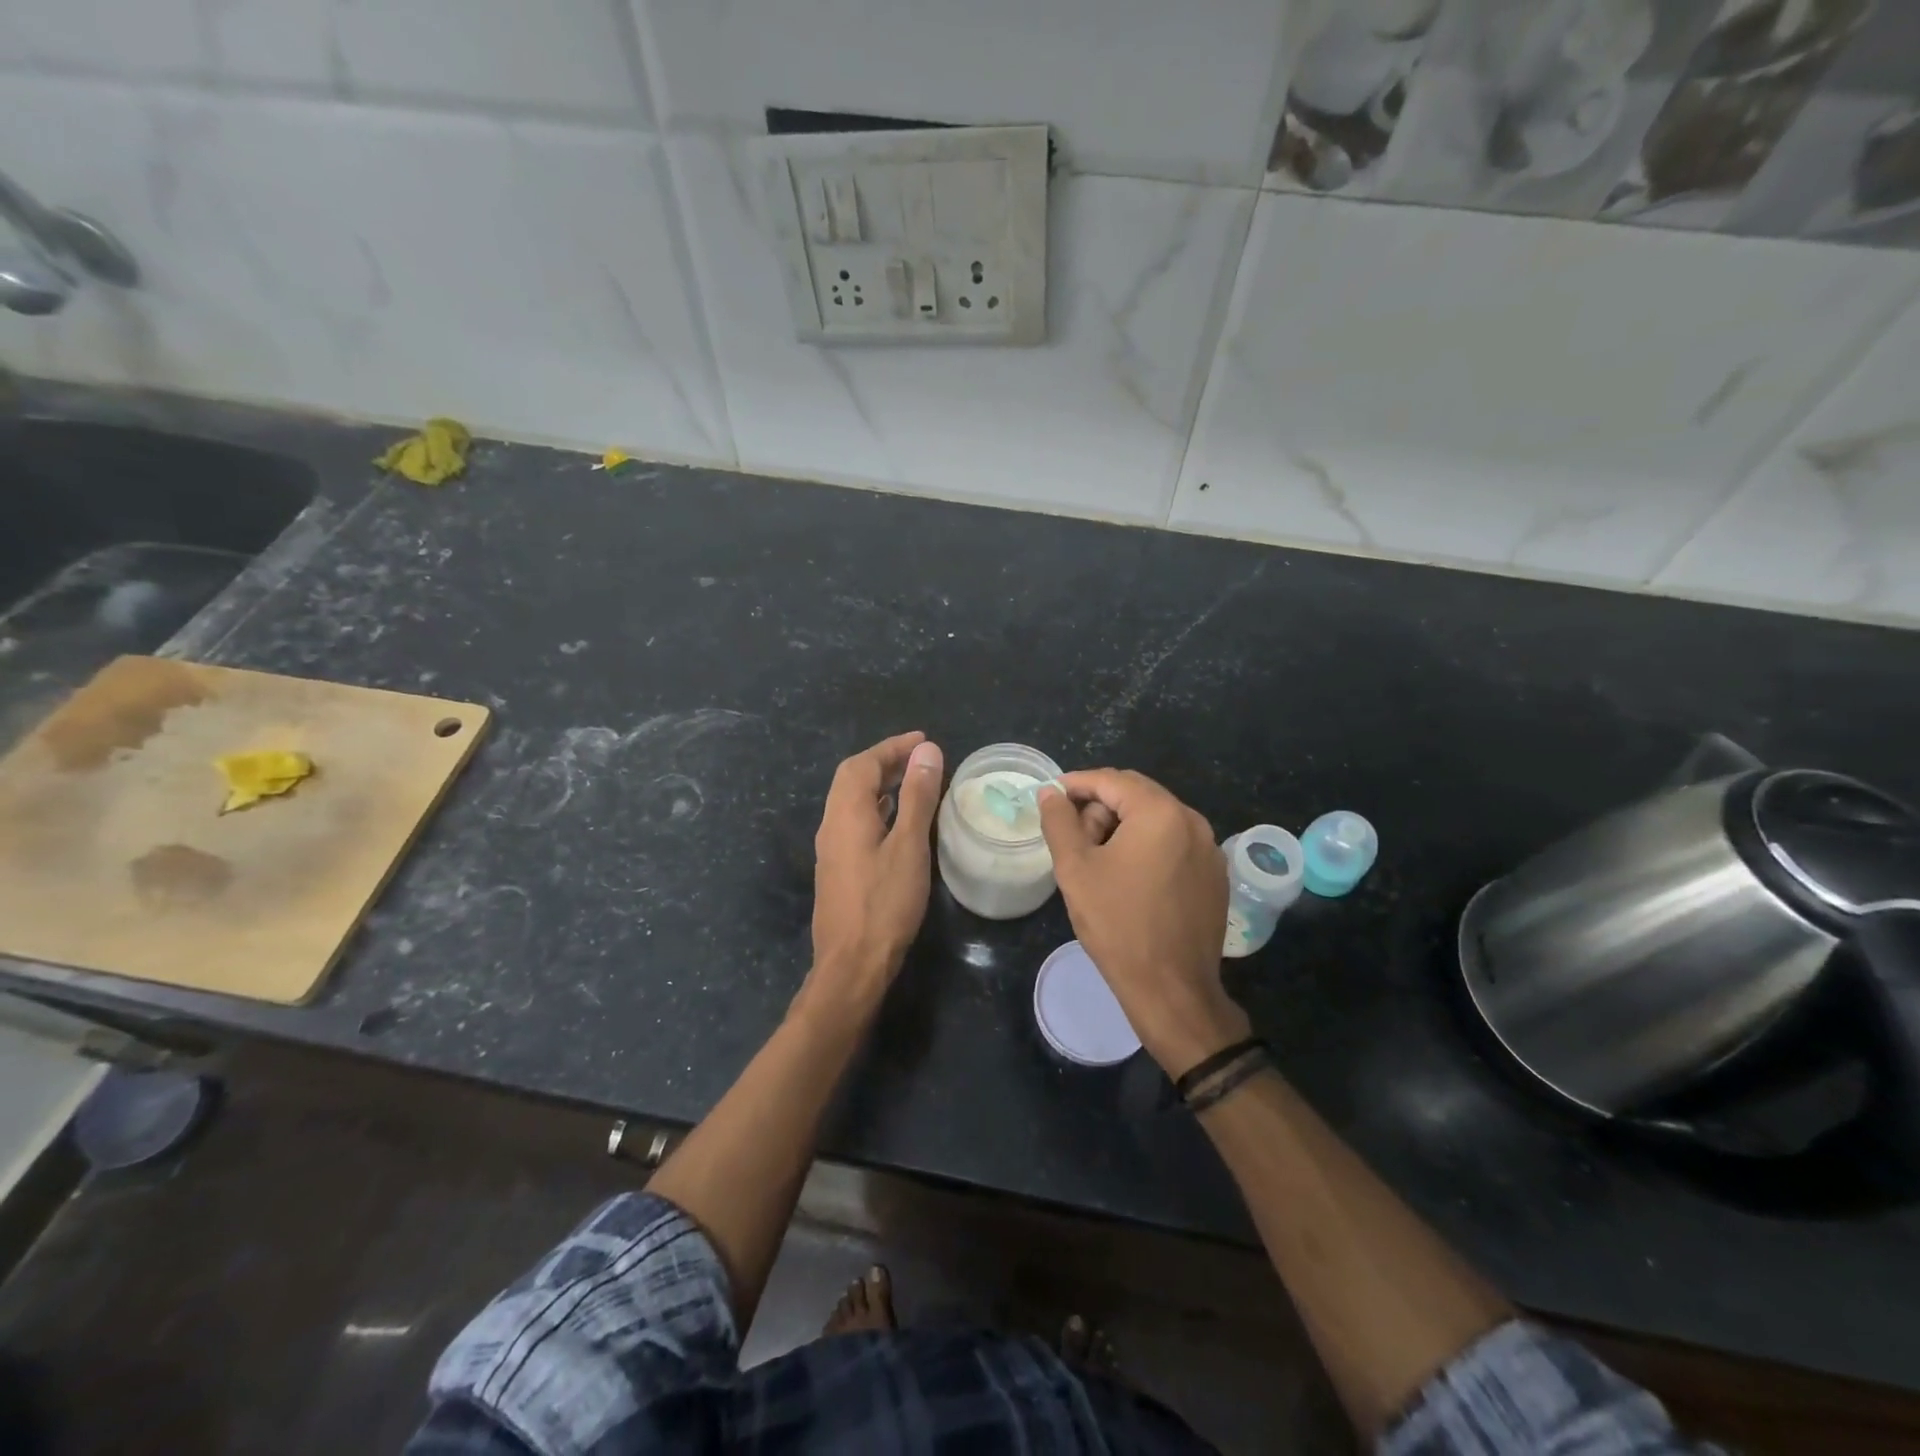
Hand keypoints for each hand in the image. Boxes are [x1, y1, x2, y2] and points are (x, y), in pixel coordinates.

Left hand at [804, 731, 944, 1012]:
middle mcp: (831, 824)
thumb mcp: (909, 846)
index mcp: (845, 813)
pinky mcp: (836, 869)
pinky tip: (897, 821)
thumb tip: (926, 751)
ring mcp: (831, 849)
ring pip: (851, 801)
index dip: (892, 747)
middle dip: (884, 762)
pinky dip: (876, 807)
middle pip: (851, 779)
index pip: (863, 764)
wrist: (851, 964)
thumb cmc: (885, 903)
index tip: (922, 740)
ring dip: (879, 784)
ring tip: (913, 781)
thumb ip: (917, 797)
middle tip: (919, 758)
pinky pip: (854, 822)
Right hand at [1038, 770, 1248, 1075]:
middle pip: (1136, 794)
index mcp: (1160, 813)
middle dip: (1100, 807)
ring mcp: (1209, 848)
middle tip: (1074, 838)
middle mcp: (1192, 820)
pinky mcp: (1214, 874)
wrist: (1172, 989)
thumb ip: (1059, 821)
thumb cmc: (1118, 924)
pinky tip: (1130, 879)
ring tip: (1099, 863)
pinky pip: (1174, 843)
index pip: (1111, 780)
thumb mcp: (1075, 869)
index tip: (1051, 796)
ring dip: (1123, 827)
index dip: (1076, 783)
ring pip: (1156, 818)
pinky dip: (1148, 846)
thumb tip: (1050, 792)